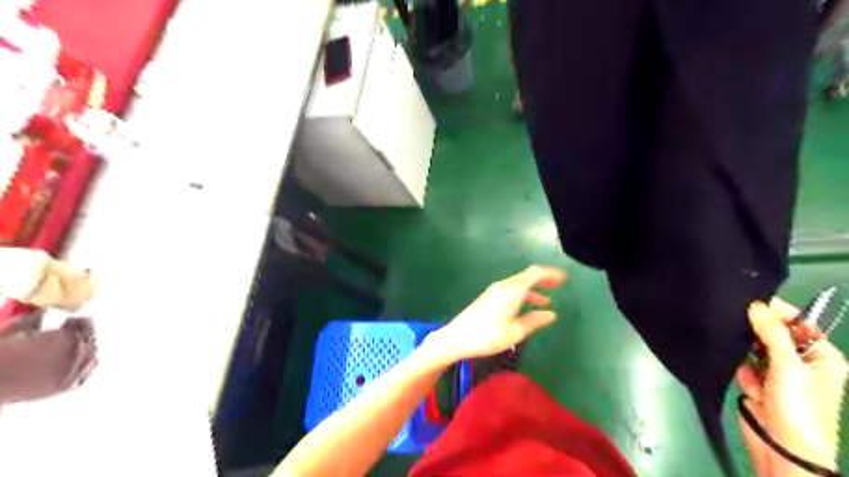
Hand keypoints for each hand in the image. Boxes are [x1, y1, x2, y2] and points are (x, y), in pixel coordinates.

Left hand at [428, 267, 565, 362]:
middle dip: (544, 279)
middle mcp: (503, 286)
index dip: (550, 274)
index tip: (564, 278)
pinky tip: (526, 307)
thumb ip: (534, 321)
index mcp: (512, 290)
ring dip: (533, 289)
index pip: (535, 274)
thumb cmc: (487, 336)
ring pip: (518, 284)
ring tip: (546, 301)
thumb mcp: (515, 332)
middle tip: (559, 284)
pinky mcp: (488, 298)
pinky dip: (522, 294)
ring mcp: (494, 291)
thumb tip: (551, 314)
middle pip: (526, 276)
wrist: (456, 338)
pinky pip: (510, 290)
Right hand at [738, 300, 848, 475]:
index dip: (775, 312)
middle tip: (742, 333)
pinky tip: (751, 388)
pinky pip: (742, 364)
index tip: (748, 302)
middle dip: (756, 336)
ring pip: (752, 348)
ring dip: (748, 357)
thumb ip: (772, 333)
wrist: (781, 447)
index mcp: (821, 356)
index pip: (797, 323)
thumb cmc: (799, 408)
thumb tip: (756, 305)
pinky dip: (743, 372)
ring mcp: (777, 372)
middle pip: (771, 334)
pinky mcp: (756, 381)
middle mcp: (800, 361)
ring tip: (754, 374)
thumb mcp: (789, 367)